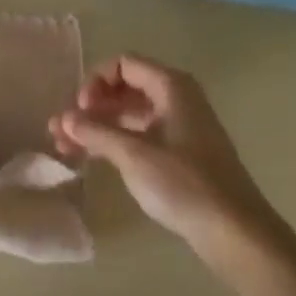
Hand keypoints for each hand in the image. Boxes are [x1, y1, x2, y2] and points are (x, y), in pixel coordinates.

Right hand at [49, 55, 276, 250]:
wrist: (235, 231)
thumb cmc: (185, 184)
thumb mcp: (133, 155)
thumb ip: (95, 132)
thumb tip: (64, 118)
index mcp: (171, 87)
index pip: (123, 64)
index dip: (95, 82)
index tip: (80, 110)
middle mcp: (176, 99)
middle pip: (123, 89)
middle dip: (89, 107)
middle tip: (60, 131)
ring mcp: (178, 127)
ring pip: (128, 115)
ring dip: (96, 127)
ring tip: (64, 147)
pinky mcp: (178, 154)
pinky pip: (138, 136)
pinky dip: (113, 143)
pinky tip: (89, 158)